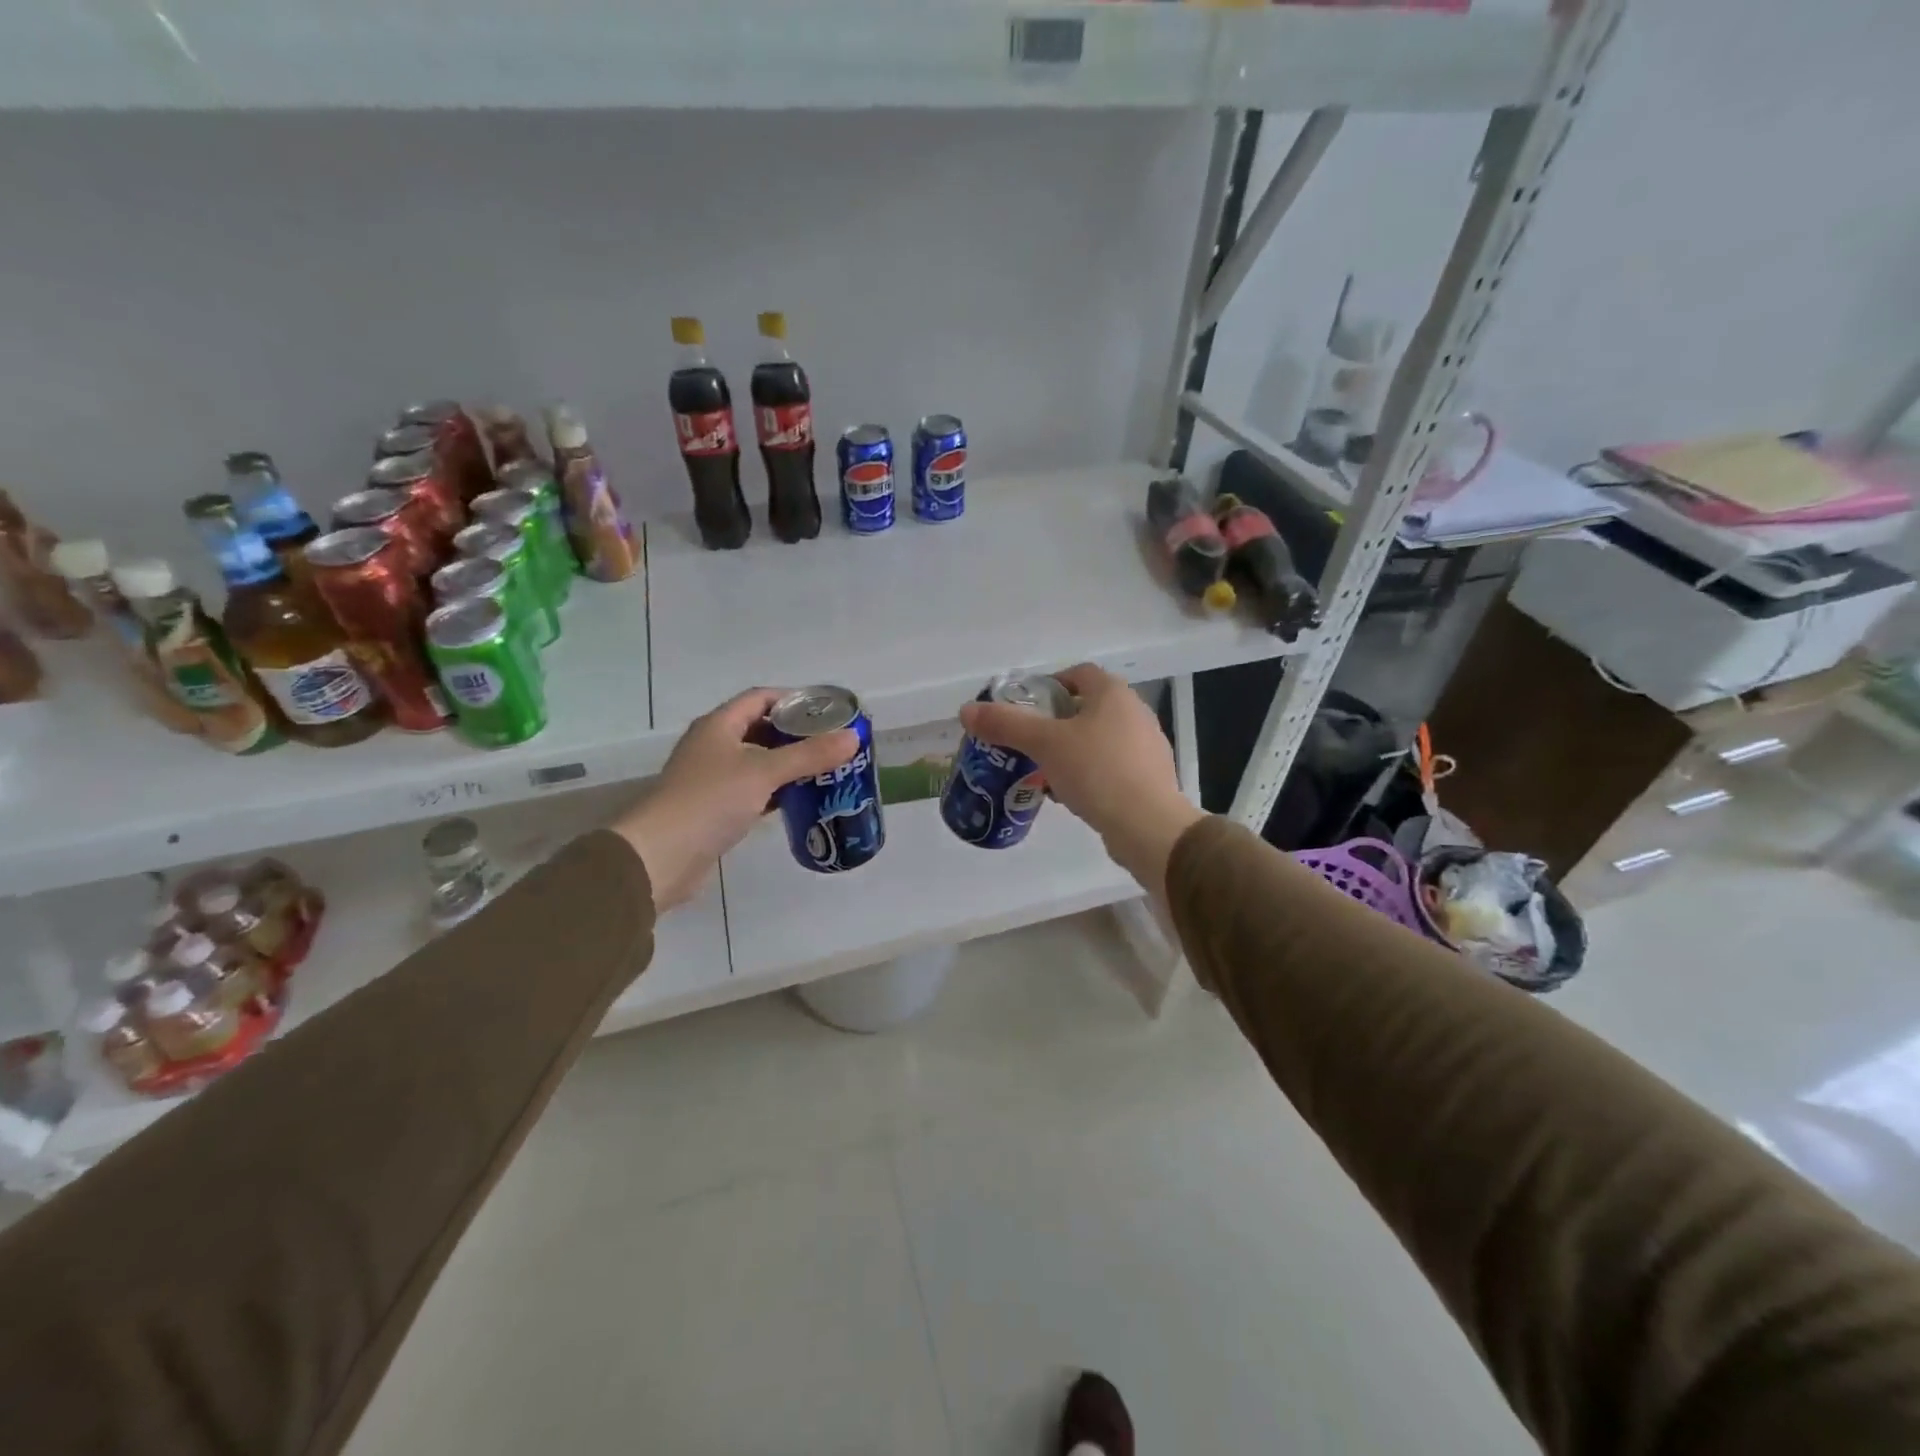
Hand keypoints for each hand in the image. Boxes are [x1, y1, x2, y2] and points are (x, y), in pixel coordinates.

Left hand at [613, 688, 858, 911]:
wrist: (661, 856)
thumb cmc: (710, 801)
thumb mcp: (764, 772)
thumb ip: (809, 755)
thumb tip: (853, 737)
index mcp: (719, 725)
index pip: (761, 698)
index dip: (794, 699)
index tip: (828, 711)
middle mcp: (714, 746)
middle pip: (761, 729)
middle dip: (797, 734)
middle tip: (833, 743)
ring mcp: (712, 778)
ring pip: (758, 762)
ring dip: (788, 765)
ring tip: (826, 770)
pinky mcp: (715, 808)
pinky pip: (752, 790)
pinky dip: (776, 791)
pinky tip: (800, 800)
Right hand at [958, 664, 1204, 899]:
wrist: (1148, 826)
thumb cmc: (1096, 772)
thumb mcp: (1044, 745)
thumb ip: (1006, 725)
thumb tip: (966, 710)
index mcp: (1113, 694)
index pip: (1078, 673)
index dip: (1049, 684)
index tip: (1026, 707)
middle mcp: (1135, 712)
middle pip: (1087, 707)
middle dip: (1056, 722)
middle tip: (1028, 742)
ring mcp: (1147, 746)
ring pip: (1099, 739)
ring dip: (1072, 750)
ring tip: (1044, 771)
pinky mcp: (1150, 778)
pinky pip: (1111, 766)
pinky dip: (1089, 773)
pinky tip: (1071, 795)